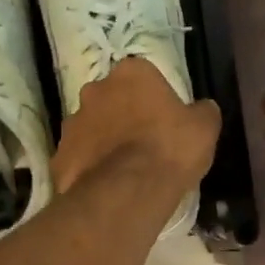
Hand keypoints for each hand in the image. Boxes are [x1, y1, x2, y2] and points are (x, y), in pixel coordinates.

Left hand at [54, 57, 221, 197]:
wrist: (127, 192)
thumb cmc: (169, 149)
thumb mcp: (205, 128)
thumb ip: (202, 112)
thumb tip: (202, 108)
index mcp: (131, 73)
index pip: (143, 76)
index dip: (154, 98)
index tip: (163, 120)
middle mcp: (95, 89)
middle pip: (111, 98)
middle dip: (123, 115)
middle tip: (143, 143)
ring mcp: (72, 122)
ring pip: (91, 127)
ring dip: (103, 140)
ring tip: (123, 169)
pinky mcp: (59, 155)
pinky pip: (78, 158)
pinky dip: (89, 167)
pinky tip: (105, 185)